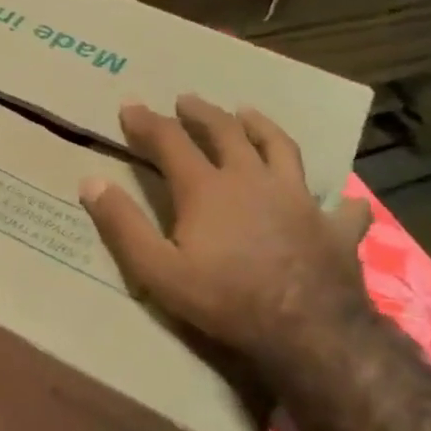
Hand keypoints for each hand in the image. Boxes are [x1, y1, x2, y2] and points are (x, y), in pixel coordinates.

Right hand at [79, 96, 374, 374]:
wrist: (307, 330)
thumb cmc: (224, 299)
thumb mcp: (156, 269)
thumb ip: (122, 224)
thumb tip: (91, 181)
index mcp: (207, 189)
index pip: (170, 142)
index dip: (147, 122)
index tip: (129, 105)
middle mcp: (253, 180)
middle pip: (226, 133)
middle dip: (202, 114)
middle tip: (186, 99)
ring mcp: (299, 200)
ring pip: (280, 148)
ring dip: (261, 127)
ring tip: (248, 113)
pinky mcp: (334, 227)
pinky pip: (340, 205)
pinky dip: (337, 199)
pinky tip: (339, 199)